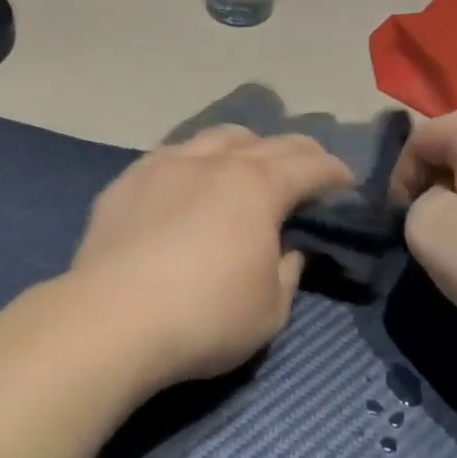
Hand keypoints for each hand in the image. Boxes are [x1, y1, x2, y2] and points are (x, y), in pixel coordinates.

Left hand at [69, 126, 354, 387]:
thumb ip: (288, 273)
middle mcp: (214, 162)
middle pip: (267, 141)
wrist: (111, 320)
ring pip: (216, 137)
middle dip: (297, 153)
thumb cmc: (203, 318)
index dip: (335, 172)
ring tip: (248, 164)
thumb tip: (288, 249)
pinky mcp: (128, 180)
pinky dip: (196, 161)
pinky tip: (190, 181)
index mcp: (257, 187)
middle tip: (308, 170)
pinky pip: (173, 154)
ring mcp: (165, 164)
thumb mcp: (270, 310)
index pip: (309, 165)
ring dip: (244, 146)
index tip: (345, 182)